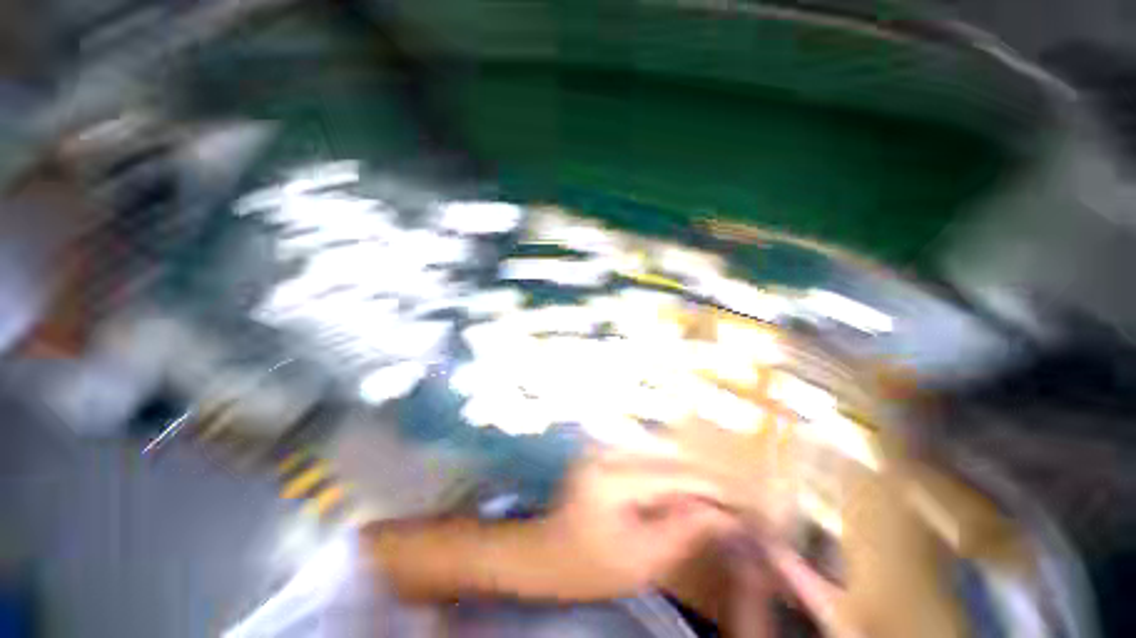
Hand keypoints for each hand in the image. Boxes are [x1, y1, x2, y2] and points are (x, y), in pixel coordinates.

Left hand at [527, 451, 738, 599]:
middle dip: (703, 481)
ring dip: (687, 476)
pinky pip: (645, 459)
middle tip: (732, 503)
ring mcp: (603, 449)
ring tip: (713, 500)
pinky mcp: (603, 453)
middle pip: (667, 459)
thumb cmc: (587, 566)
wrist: (544, 553)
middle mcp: (608, 452)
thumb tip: (720, 513)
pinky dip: (668, 475)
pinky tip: (681, 493)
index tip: (743, 502)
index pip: (672, 475)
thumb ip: (681, 531)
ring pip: (659, 455)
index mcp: (612, 478)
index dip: (710, 487)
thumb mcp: (640, 561)